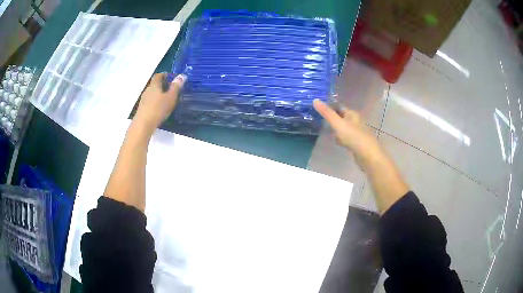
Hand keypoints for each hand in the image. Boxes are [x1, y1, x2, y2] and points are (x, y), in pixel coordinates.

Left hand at [134, 73, 185, 130]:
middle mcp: (147, 90)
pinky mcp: (142, 108)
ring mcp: (143, 99)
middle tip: (172, 89)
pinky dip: (156, 101)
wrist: (143, 124)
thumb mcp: (170, 97)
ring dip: (159, 93)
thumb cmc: (158, 109)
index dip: (165, 75)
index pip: (158, 75)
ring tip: (167, 99)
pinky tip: (160, 108)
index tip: (172, 79)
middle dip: (163, 85)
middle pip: (155, 84)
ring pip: (152, 92)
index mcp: (154, 85)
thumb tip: (182, 75)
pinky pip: (150, 100)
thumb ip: (176, 87)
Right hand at [313, 99, 383, 170]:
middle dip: (332, 119)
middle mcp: (355, 121)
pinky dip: (341, 139)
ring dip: (336, 130)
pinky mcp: (357, 143)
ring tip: (326, 131)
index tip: (319, 109)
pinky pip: (346, 138)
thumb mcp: (338, 123)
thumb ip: (326, 113)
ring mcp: (357, 133)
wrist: (368, 155)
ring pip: (344, 128)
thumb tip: (315, 99)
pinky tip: (337, 143)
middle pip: (342, 117)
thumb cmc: (353, 137)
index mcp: (352, 114)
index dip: (330, 107)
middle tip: (320, 121)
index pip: (340, 107)